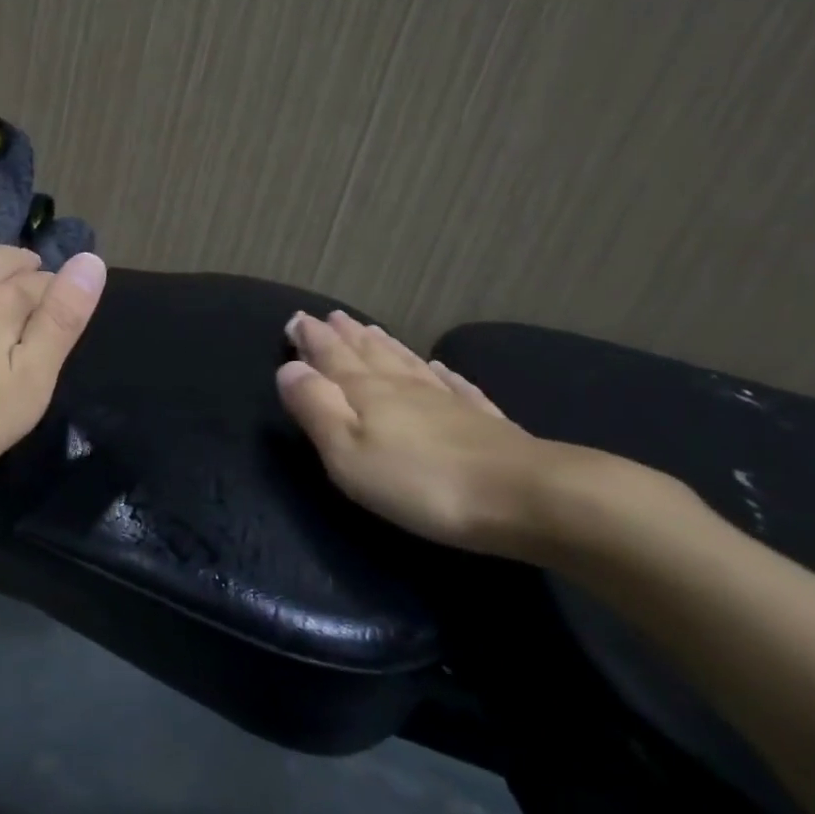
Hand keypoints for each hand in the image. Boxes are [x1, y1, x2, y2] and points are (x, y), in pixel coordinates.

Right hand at [277, 310, 563, 559]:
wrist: (526, 496)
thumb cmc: (420, 482)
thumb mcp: (348, 453)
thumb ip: (316, 408)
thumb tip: (288, 368)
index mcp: (367, 393)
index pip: (332, 357)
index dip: (312, 339)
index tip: (296, 318)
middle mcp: (404, 387)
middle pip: (369, 354)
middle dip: (345, 336)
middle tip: (330, 316)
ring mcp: (448, 401)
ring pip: (407, 363)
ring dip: (384, 345)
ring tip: (369, 329)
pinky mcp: (484, 422)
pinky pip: (455, 386)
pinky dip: (442, 374)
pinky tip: (441, 366)